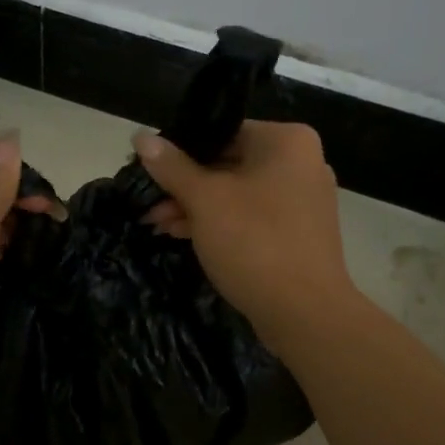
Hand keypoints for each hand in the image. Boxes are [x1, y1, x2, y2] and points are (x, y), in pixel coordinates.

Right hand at [135, 122, 355, 345]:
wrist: (304, 313)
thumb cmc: (254, 242)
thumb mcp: (204, 200)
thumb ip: (171, 166)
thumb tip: (140, 137)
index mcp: (286, 142)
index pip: (223, 131)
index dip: (181, 149)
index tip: (150, 169)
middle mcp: (300, 163)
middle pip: (228, 163)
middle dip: (184, 185)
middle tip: (148, 202)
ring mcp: (302, 200)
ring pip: (237, 193)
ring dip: (196, 207)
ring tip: (156, 223)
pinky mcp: (297, 233)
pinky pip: (251, 217)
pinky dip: (220, 222)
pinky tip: (182, 234)